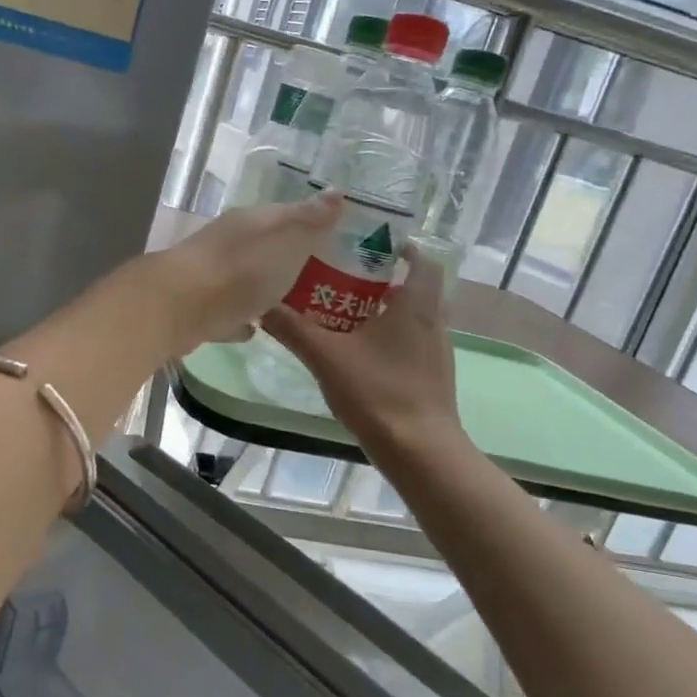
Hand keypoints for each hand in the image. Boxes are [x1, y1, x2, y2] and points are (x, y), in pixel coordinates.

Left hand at [151, 191, 344, 351]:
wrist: (180, 306)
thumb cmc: (242, 269)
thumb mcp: (287, 240)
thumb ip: (311, 220)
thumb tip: (338, 192)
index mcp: (251, 222)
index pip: (287, 214)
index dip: (311, 222)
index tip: (336, 236)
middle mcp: (228, 242)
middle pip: (265, 246)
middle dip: (288, 256)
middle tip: (321, 273)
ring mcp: (211, 276)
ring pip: (245, 278)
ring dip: (264, 287)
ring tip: (294, 301)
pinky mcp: (199, 309)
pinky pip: (228, 311)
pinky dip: (242, 316)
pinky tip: (255, 328)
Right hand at [262, 245, 459, 450]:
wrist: (421, 451)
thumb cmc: (378, 391)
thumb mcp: (326, 356)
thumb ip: (292, 328)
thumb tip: (261, 306)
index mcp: (416, 305)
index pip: (422, 260)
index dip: (401, 248)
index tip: (369, 245)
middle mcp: (433, 322)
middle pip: (413, 287)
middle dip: (381, 280)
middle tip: (342, 277)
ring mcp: (436, 352)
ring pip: (411, 317)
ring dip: (383, 311)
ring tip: (343, 314)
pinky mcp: (431, 377)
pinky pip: (410, 343)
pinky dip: (387, 338)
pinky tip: (357, 354)